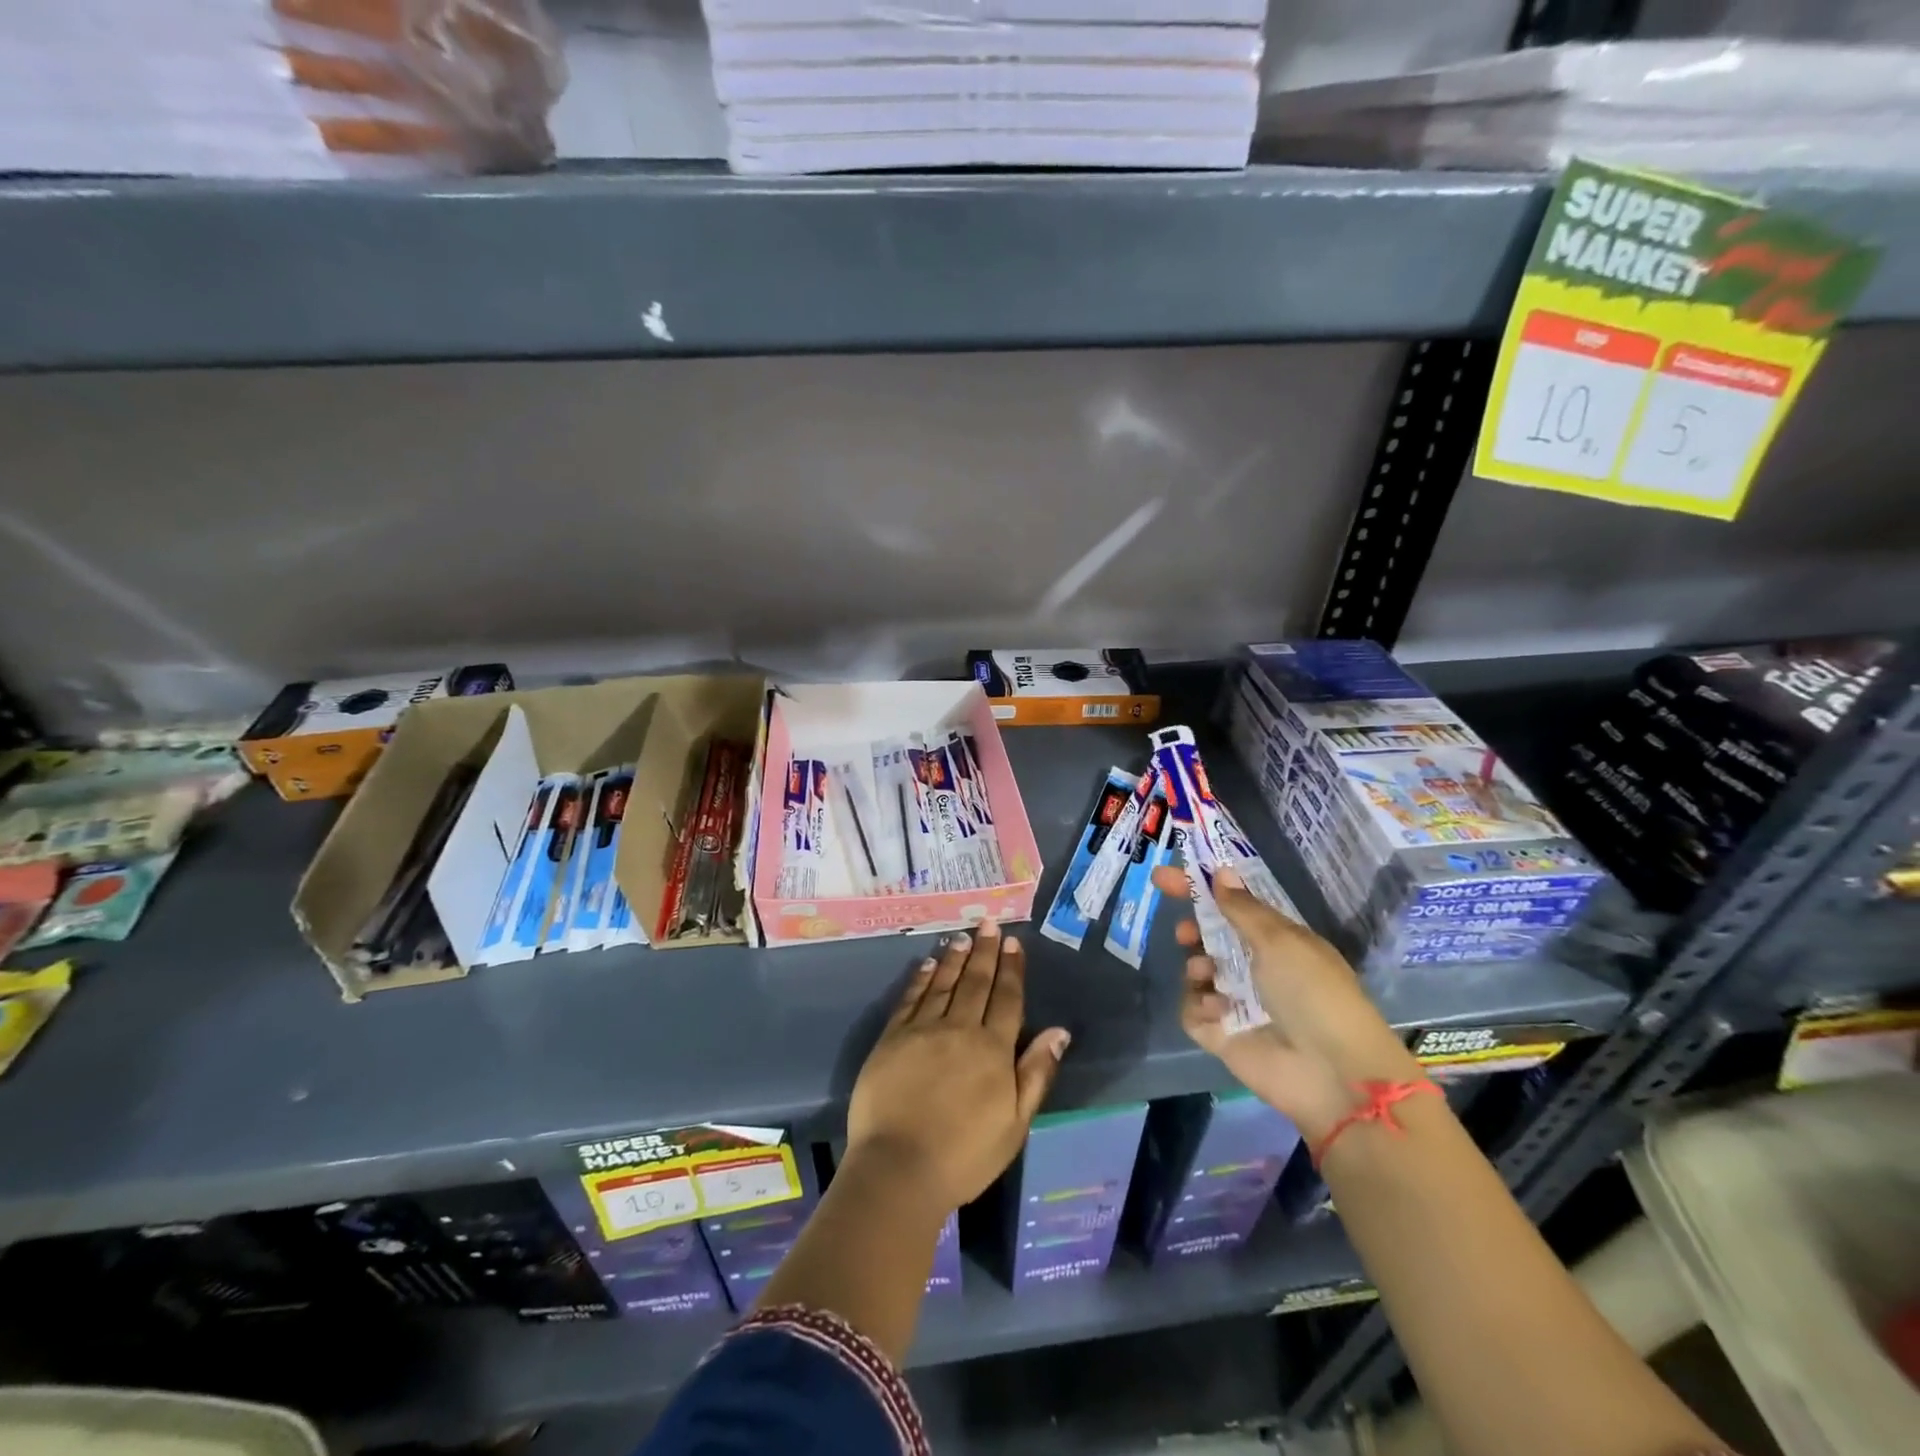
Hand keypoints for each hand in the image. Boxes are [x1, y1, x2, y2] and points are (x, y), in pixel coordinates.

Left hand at [846, 921, 1071, 1212]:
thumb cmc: (965, 1154)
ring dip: (954, 957)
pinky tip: (926, 964)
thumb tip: (1059, 1031)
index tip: (1014, 943)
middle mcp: (959, 1029)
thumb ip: (1036, 1073)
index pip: (1007, 998)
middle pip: (976, 982)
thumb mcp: (1015, 1123)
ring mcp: (922, 1030)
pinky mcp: (892, 1038)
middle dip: (985, 951)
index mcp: (993, 1049)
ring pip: (943, 983)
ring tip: (963, 936)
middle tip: (989, 923)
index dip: (1012, 969)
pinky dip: (920, 978)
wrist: (899, 1168)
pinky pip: (910, 999)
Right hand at [1150, 866, 1421, 1143]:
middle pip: (1209, 939)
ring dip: (1196, 966)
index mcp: (1277, 942)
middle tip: (1184, 933)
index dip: (1199, 889)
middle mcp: (1255, 968)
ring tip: (1205, 973)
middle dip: (1192, 931)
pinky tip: (1217, 1010)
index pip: (1232, 905)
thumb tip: (1221, 873)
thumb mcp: (1281, 940)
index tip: (1164, 877)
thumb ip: (1243, 908)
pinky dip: (1199, 1005)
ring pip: (1196, 971)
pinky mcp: (1222, 1034)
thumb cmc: (1313, 993)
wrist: (1332, 1073)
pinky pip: (1193, 1009)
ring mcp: (1238, 1002)